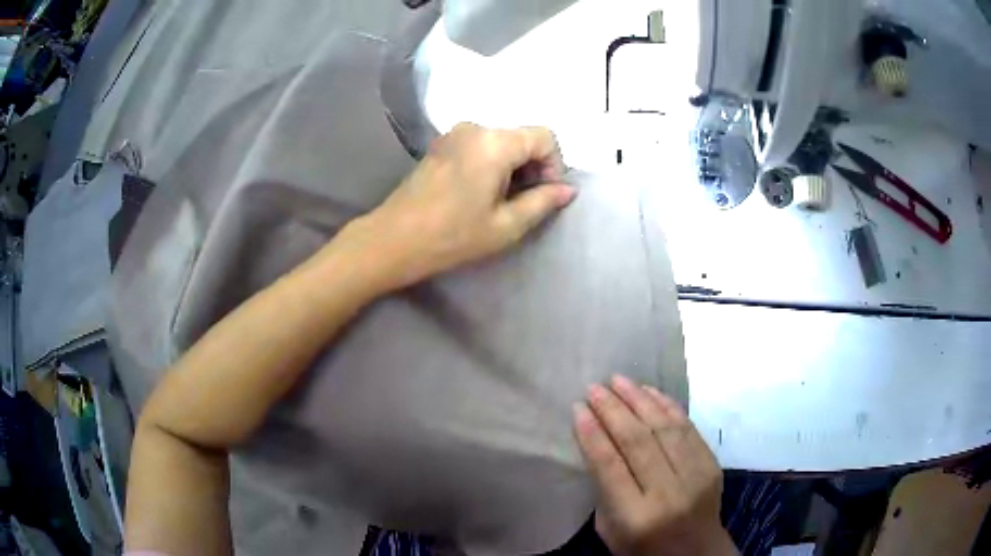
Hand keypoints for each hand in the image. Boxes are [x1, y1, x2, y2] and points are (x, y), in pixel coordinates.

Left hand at [332, 123, 574, 292]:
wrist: (393, 239)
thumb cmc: (452, 236)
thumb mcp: (506, 225)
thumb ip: (542, 202)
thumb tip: (567, 190)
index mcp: (494, 142)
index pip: (545, 137)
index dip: (554, 165)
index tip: (543, 195)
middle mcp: (475, 127)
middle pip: (523, 137)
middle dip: (533, 167)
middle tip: (522, 203)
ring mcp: (454, 133)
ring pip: (502, 141)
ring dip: (512, 167)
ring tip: (499, 201)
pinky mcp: (441, 144)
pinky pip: (481, 145)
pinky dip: (492, 163)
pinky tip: (478, 192)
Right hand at [573, 376, 736, 555]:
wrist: (696, 552)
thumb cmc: (643, 547)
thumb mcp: (610, 529)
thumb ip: (605, 490)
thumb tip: (600, 441)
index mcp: (637, 516)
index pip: (610, 466)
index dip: (593, 433)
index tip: (578, 408)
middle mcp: (669, 492)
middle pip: (638, 441)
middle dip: (613, 409)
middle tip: (594, 388)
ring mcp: (695, 476)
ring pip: (665, 428)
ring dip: (639, 399)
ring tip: (618, 380)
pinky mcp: (711, 464)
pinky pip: (688, 427)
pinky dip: (667, 406)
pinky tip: (649, 391)